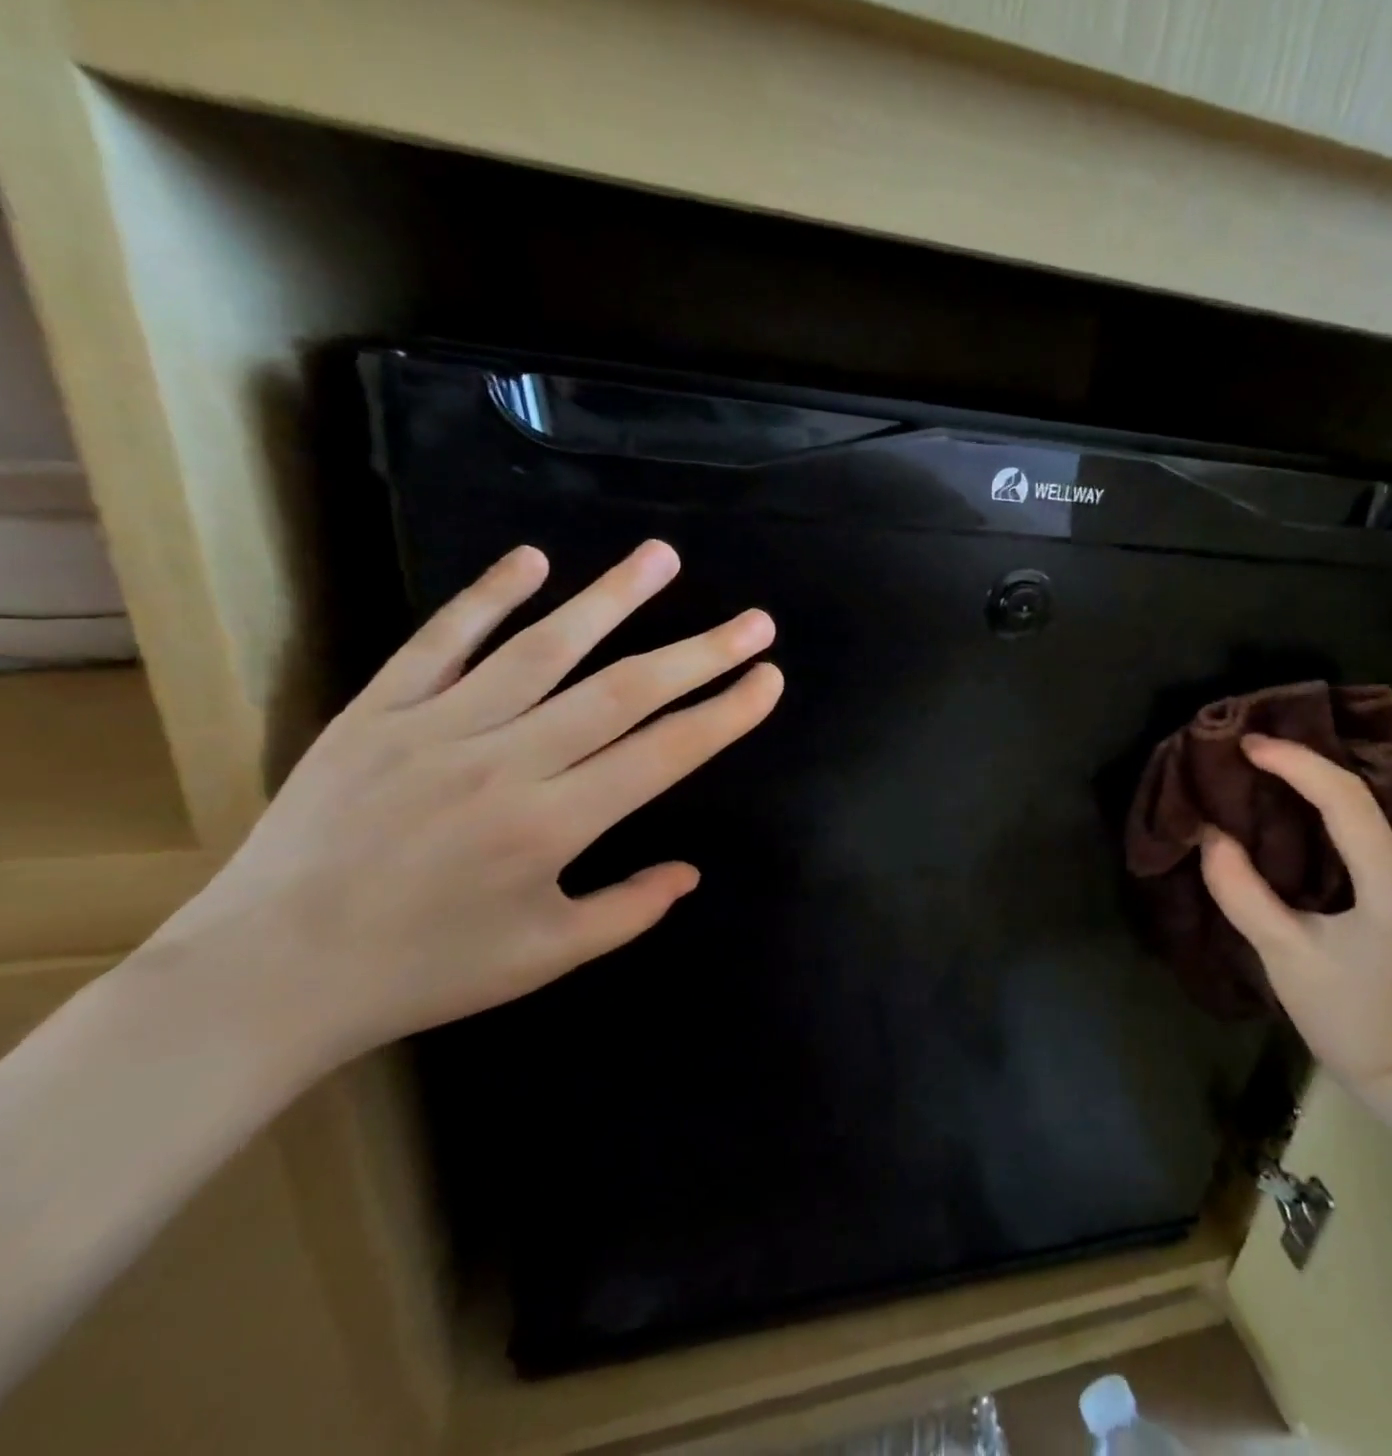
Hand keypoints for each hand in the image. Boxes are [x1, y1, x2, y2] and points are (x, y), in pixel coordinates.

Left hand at [138, 540, 781, 1077]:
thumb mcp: (545, 957)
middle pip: (622, 692)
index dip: (726, 714)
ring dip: (611, 599)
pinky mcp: (376, 713)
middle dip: (700, 653)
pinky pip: (440, 642)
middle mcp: (506, 764)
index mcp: (552, 826)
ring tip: (663, 557)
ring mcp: (436, 729)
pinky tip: (534, 558)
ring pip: (542, 649)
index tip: (769, 679)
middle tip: (755, 622)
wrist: (262, 976)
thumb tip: (692, 873)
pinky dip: (489, 596)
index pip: (664, 754)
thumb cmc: (424, 970)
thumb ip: (630, 911)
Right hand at [1199, 734, 1391, 1092]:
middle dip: (1347, 746)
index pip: (1348, 799)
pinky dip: (1377, 786)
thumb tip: (1210, 833)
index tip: (1248, 746)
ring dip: (1372, 762)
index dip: (1296, 763)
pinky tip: (1329, 795)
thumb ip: (1242, 892)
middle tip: (1288, 736)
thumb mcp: (1282, 955)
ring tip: (1311, 756)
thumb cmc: (1344, 1013)